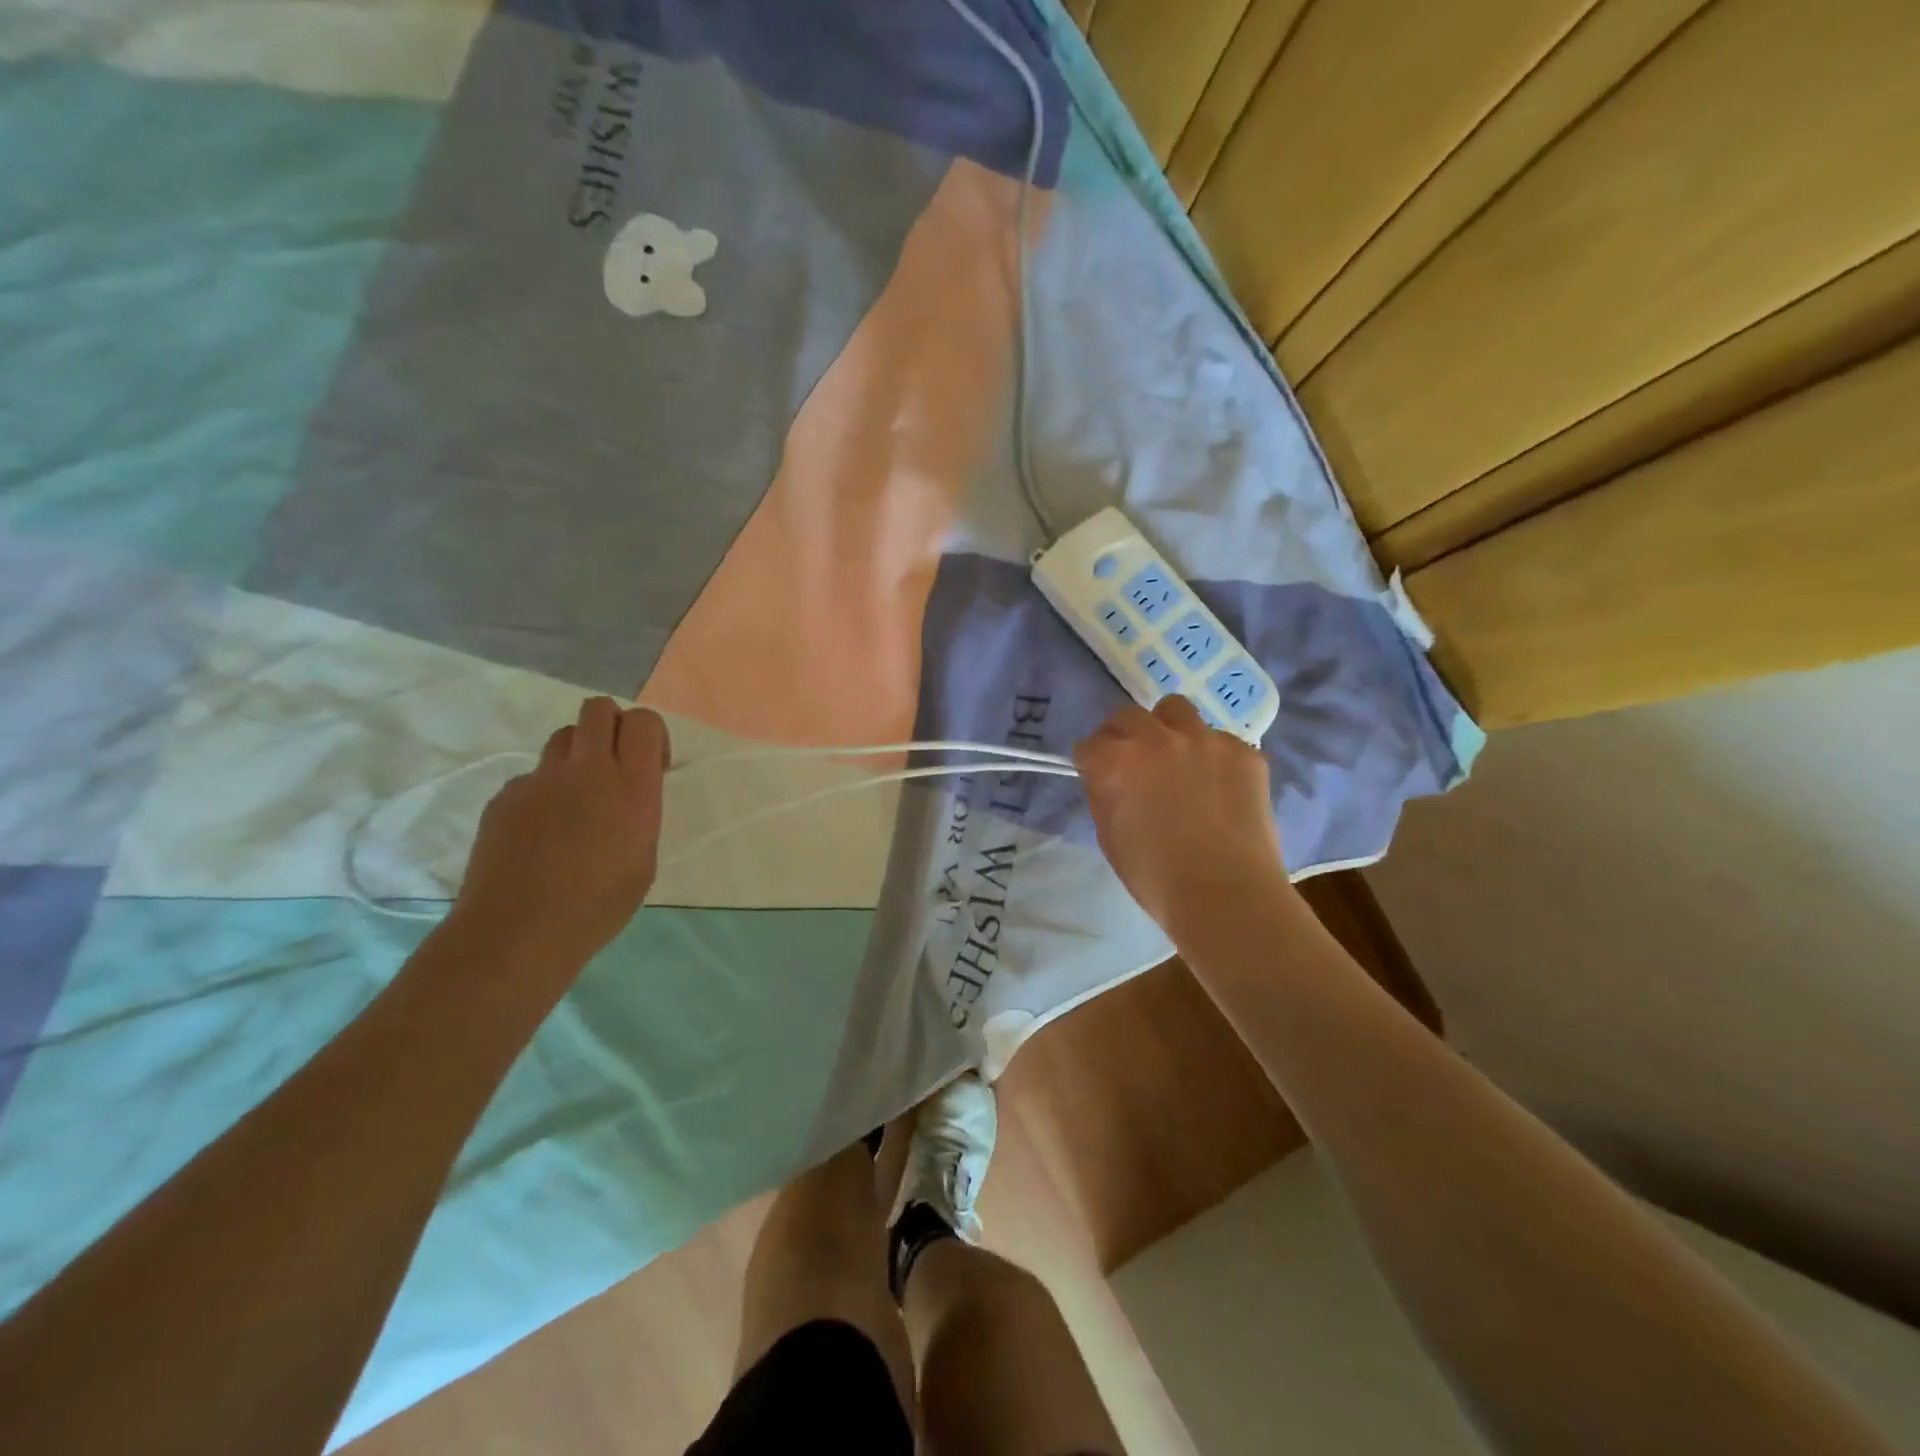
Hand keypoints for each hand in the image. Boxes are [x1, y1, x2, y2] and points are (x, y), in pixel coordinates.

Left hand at [449, 697, 670, 976]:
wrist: (519, 931)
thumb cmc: (599, 905)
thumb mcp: (643, 859)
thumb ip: (639, 814)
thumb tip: (625, 799)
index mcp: (632, 785)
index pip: (643, 721)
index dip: (650, 734)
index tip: (652, 766)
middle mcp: (587, 769)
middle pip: (598, 709)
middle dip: (611, 725)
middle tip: (614, 765)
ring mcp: (540, 780)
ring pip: (562, 738)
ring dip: (576, 755)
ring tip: (576, 800)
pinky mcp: (505, 797)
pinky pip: (531, 778)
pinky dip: (542, 794)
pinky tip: (539, 836)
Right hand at [1073, 695, 1287, 933]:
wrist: (1226, 894)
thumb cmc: (1155, 877)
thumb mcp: (1109, 837)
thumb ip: (1105, 796)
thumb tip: (1109, 780)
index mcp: (1115, 762)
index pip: (1088, 745)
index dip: (1091, 762)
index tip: (1097, 776)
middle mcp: (1155, 738)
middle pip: (1126, 716)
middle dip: (1122, 735)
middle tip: (1132, 762)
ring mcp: (1204, 739)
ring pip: (1175, 710)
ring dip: (1167, 728)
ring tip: (1176, 757)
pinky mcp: (1243, 751)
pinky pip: (1219, 740)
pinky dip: (1212, 756)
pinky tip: (1218, 786)